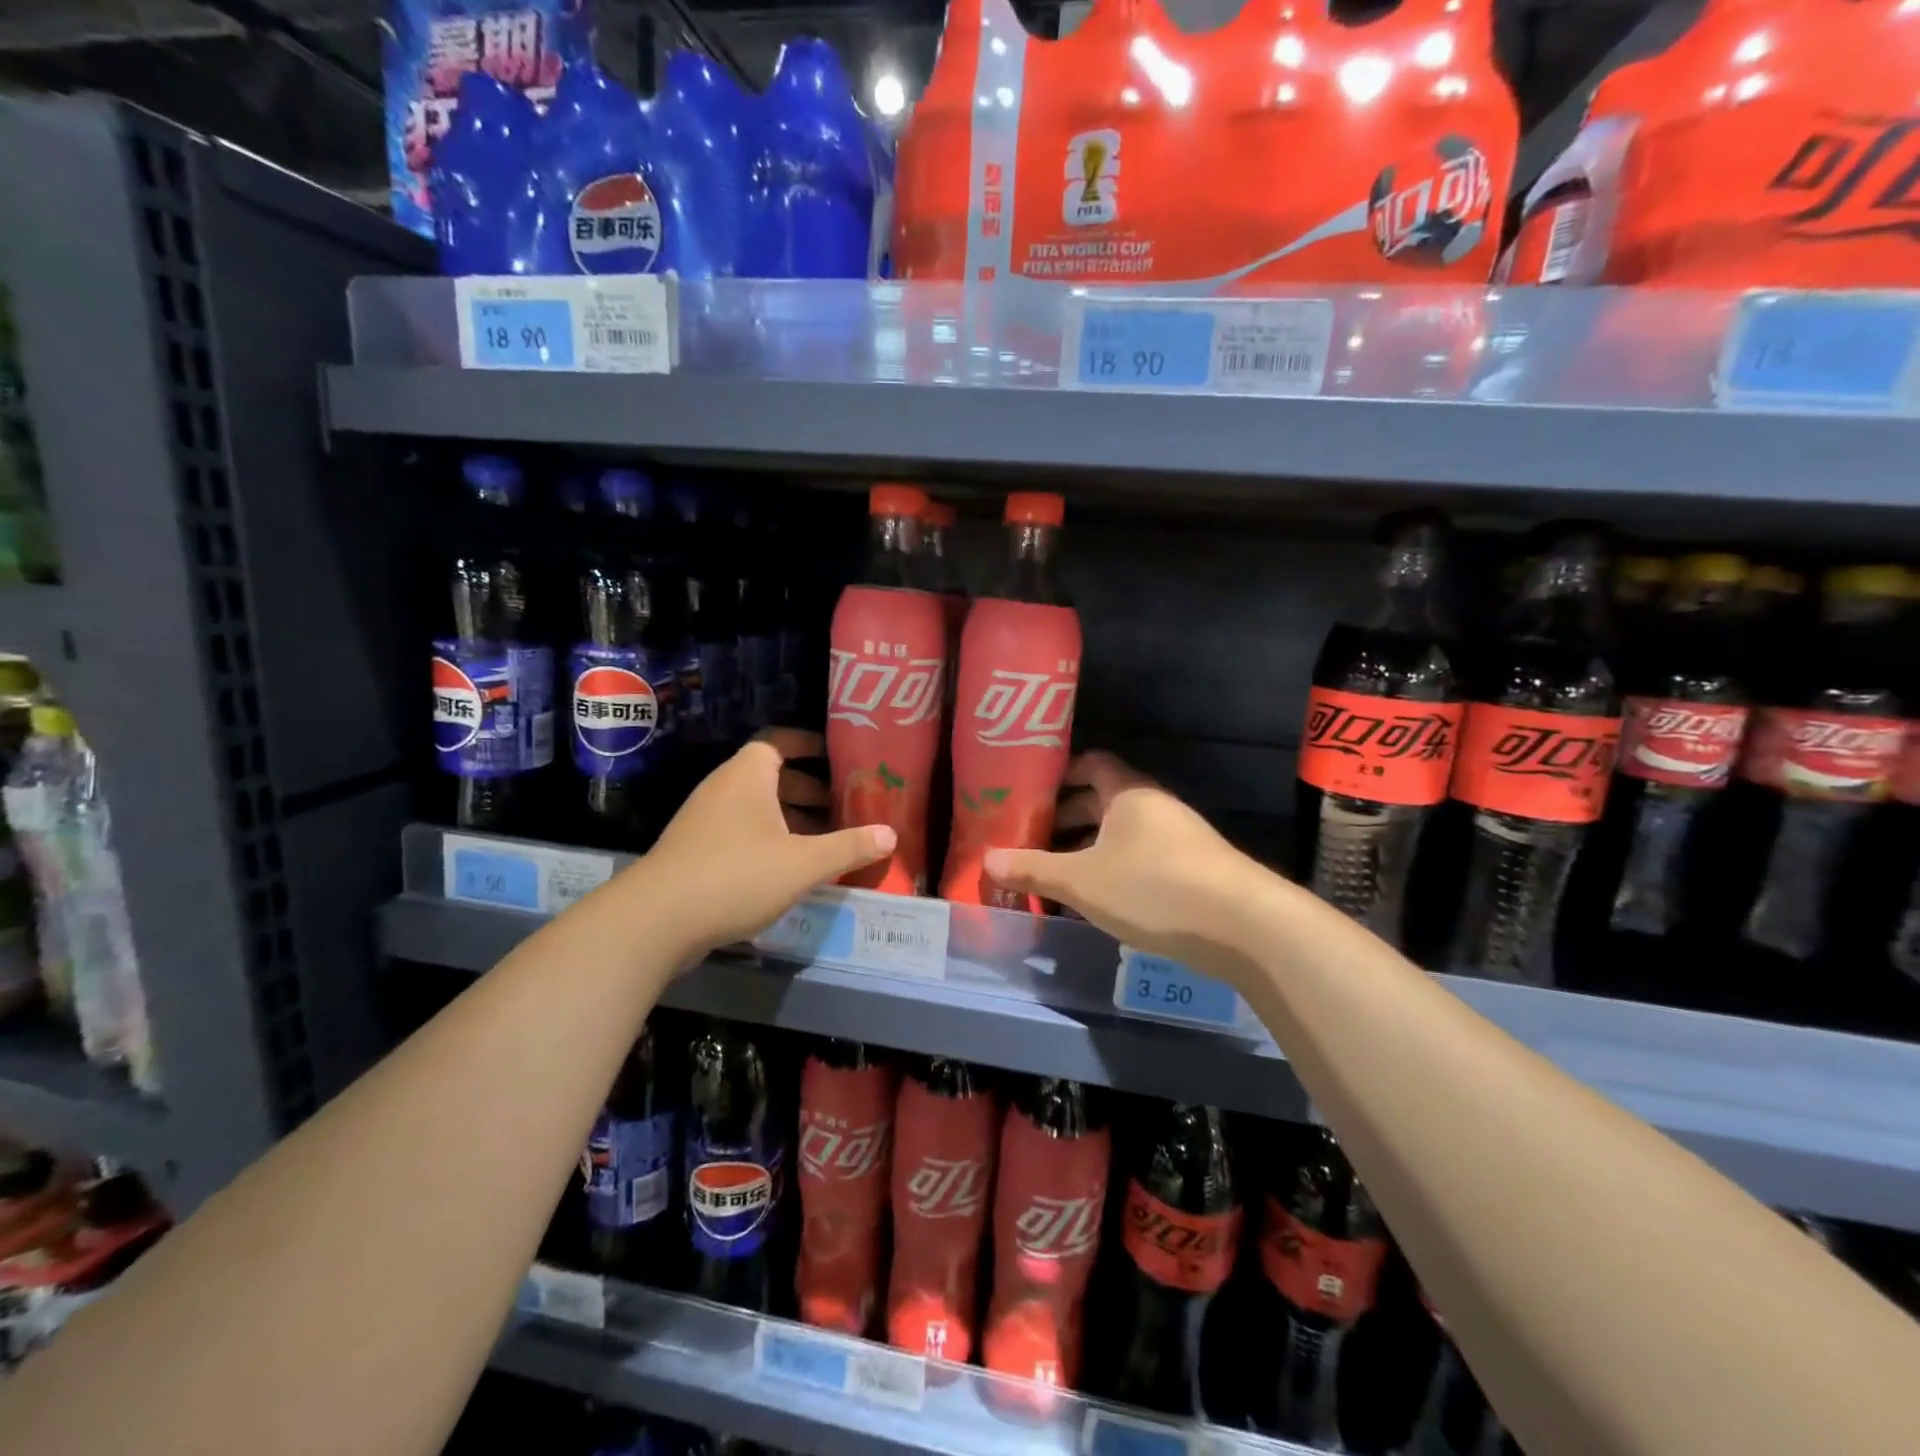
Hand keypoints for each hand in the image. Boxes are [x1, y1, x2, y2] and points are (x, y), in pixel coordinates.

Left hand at [644, 728, 893, 951]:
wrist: (656, 921)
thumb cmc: (737, 875)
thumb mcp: (803, 863)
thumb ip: (848, 847)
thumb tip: (891, 835)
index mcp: (748, 776)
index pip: (778, 741)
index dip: (807, 744)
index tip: (834, 757)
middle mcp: (723, 789)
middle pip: (769, 776)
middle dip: (806, 790)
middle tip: (840, 808)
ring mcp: (703, 820)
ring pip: (754, 808)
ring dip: (788, 819)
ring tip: (821, 842)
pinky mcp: (693, 851)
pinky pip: (738, 832)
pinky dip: (766, 840)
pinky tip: (786, 870)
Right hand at [986, 752, 1266, 969]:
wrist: (1243, 926)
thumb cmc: (1153, 887)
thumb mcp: (1082, 881)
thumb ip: (1034, 869)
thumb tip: (986, 860)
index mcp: (1129, 793)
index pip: (1092, 764)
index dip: (1060, 774)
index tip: (1029, 792)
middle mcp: (1155, 807)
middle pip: (1103, 801)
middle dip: (1066, 819)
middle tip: (1030, 839)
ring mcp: (1179, 839)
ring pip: (1121, 835)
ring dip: (1088, 850)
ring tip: (1054, 874)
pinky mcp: (1193, 871)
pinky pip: (1141, 860)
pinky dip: (1113, 871)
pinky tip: (1095, 901)